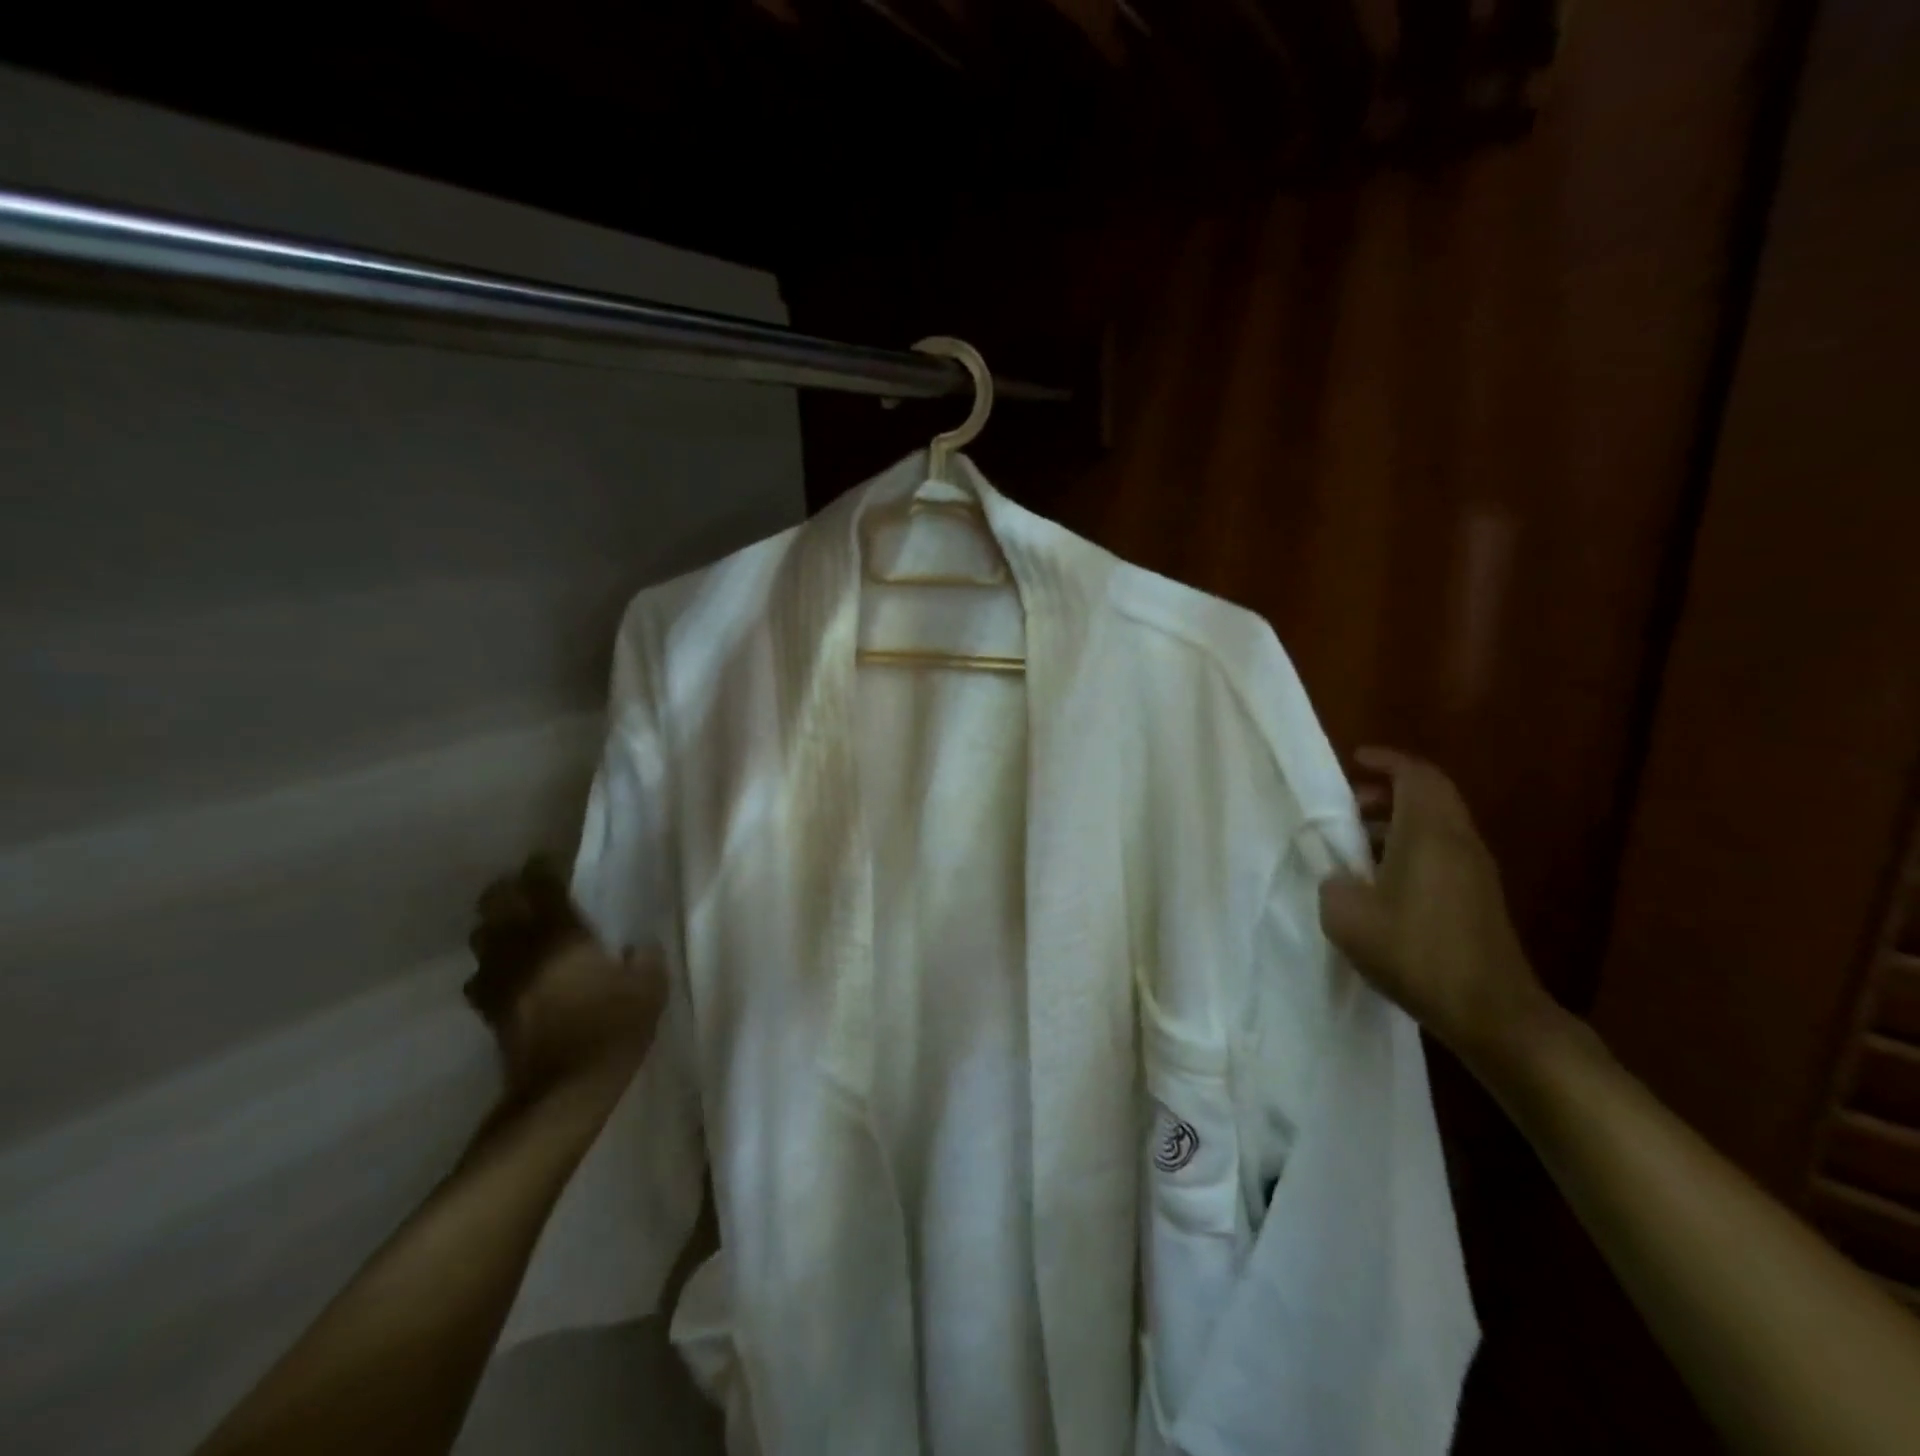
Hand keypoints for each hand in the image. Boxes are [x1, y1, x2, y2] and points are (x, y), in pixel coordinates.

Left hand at [466, 856, 665, 1101]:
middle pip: (496, 906)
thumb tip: (636, 947)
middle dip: (508, 891)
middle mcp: (523, 952)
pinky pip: (481, 976)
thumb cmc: (612, 1032)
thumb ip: (644, 960)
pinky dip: (491, 966)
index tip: (547, 860)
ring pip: (481, 939)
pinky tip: (508, 973)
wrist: (563, 1094)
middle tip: (526, 888)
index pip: (543, 889)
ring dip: (495, 927)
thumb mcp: (648, 990)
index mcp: (562, 939)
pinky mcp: (490, 1012)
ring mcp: (500, 982)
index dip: (542, 870)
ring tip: (515, 928)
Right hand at [1318, 748, 1550, 1062]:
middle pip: (1429, 795)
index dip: (1386, 761)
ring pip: (1436, 824)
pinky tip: (1381, 880)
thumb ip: (1333, 882)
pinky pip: (1442, 851)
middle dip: (1388, 790)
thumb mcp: (1348, 917)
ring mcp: (1475, 870)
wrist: (1491, 1012)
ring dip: (1398, 821)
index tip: (1355, 760)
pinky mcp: (1479, 897)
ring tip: (1357, 843)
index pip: (1416, 775)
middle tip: (1349, 805)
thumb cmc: (1416, 953)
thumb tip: (1338, 875)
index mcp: (1429, 833)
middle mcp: (1458, 841)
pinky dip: (1410, 847)